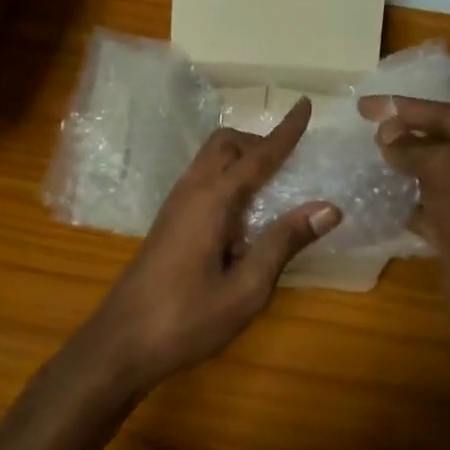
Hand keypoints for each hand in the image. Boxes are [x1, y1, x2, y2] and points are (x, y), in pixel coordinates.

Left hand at [73, 98, 340, 393]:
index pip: (258, 155)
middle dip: (259, 141)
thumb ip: (284, 242)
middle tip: (292, 162)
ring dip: (242, 158)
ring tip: (274, 184)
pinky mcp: (168, 221)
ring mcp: (174, 205)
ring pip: (210, 159)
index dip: (285, 132)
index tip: (305, 105)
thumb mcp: (247, 288)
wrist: (121, 344)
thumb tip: (329, 207)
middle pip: (226, 143)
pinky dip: (228, 177)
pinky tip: (243, 213)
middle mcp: (191, 191)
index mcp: (212, 200)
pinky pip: (202, 179)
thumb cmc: (187, 319)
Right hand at [357, 95, 449, 363]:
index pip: (445, 113)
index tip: (363, 106)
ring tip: (367, 160)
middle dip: (404, 134)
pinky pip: (430, 208)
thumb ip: (417, 148)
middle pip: (441, 142)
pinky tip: (381, 200)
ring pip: (435, 175)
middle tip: (364, 128)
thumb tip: (387, 132)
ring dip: (404, 167)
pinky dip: (408, 203)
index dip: (403, 107)